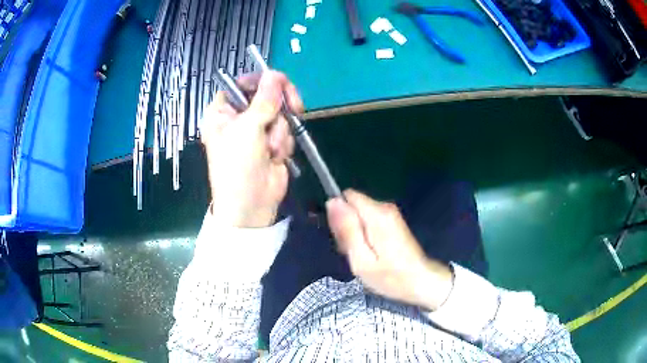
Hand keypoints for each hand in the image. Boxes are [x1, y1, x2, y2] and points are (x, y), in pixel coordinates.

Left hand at [200, 71, 303, 227]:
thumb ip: (264, 99)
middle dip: (279, 105)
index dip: (260, 81)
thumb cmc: (238, 166)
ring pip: (280, 114)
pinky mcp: (272, 142)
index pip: (241, 83)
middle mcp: (239, 118)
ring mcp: (257, 130)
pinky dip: (284, 143)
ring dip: (280, 131)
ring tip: (270, 150)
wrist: (250, 206)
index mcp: (223, 111)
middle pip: (266, 95)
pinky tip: (276, 157)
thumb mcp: (248, 129)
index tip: (278, 83)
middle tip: (294, 107)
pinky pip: (285, 130)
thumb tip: (276, 73)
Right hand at [326, 190, 453, 310]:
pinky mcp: (393, 221)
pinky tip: (370, 254)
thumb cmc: (391, 277)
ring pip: (359, 215)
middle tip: (353, 253)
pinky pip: (368, 221)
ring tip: (362, 257)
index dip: (339, 216)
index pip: (347, 197)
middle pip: (353, 206)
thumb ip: (347, 229)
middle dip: (347, 227)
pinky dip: (364, 236)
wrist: (421, 282)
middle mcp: (385, 207)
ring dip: (355, 234)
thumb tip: (332, 201)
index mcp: (377, 214)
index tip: (343, 239)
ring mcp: (391, 214)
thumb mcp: (361, 259)